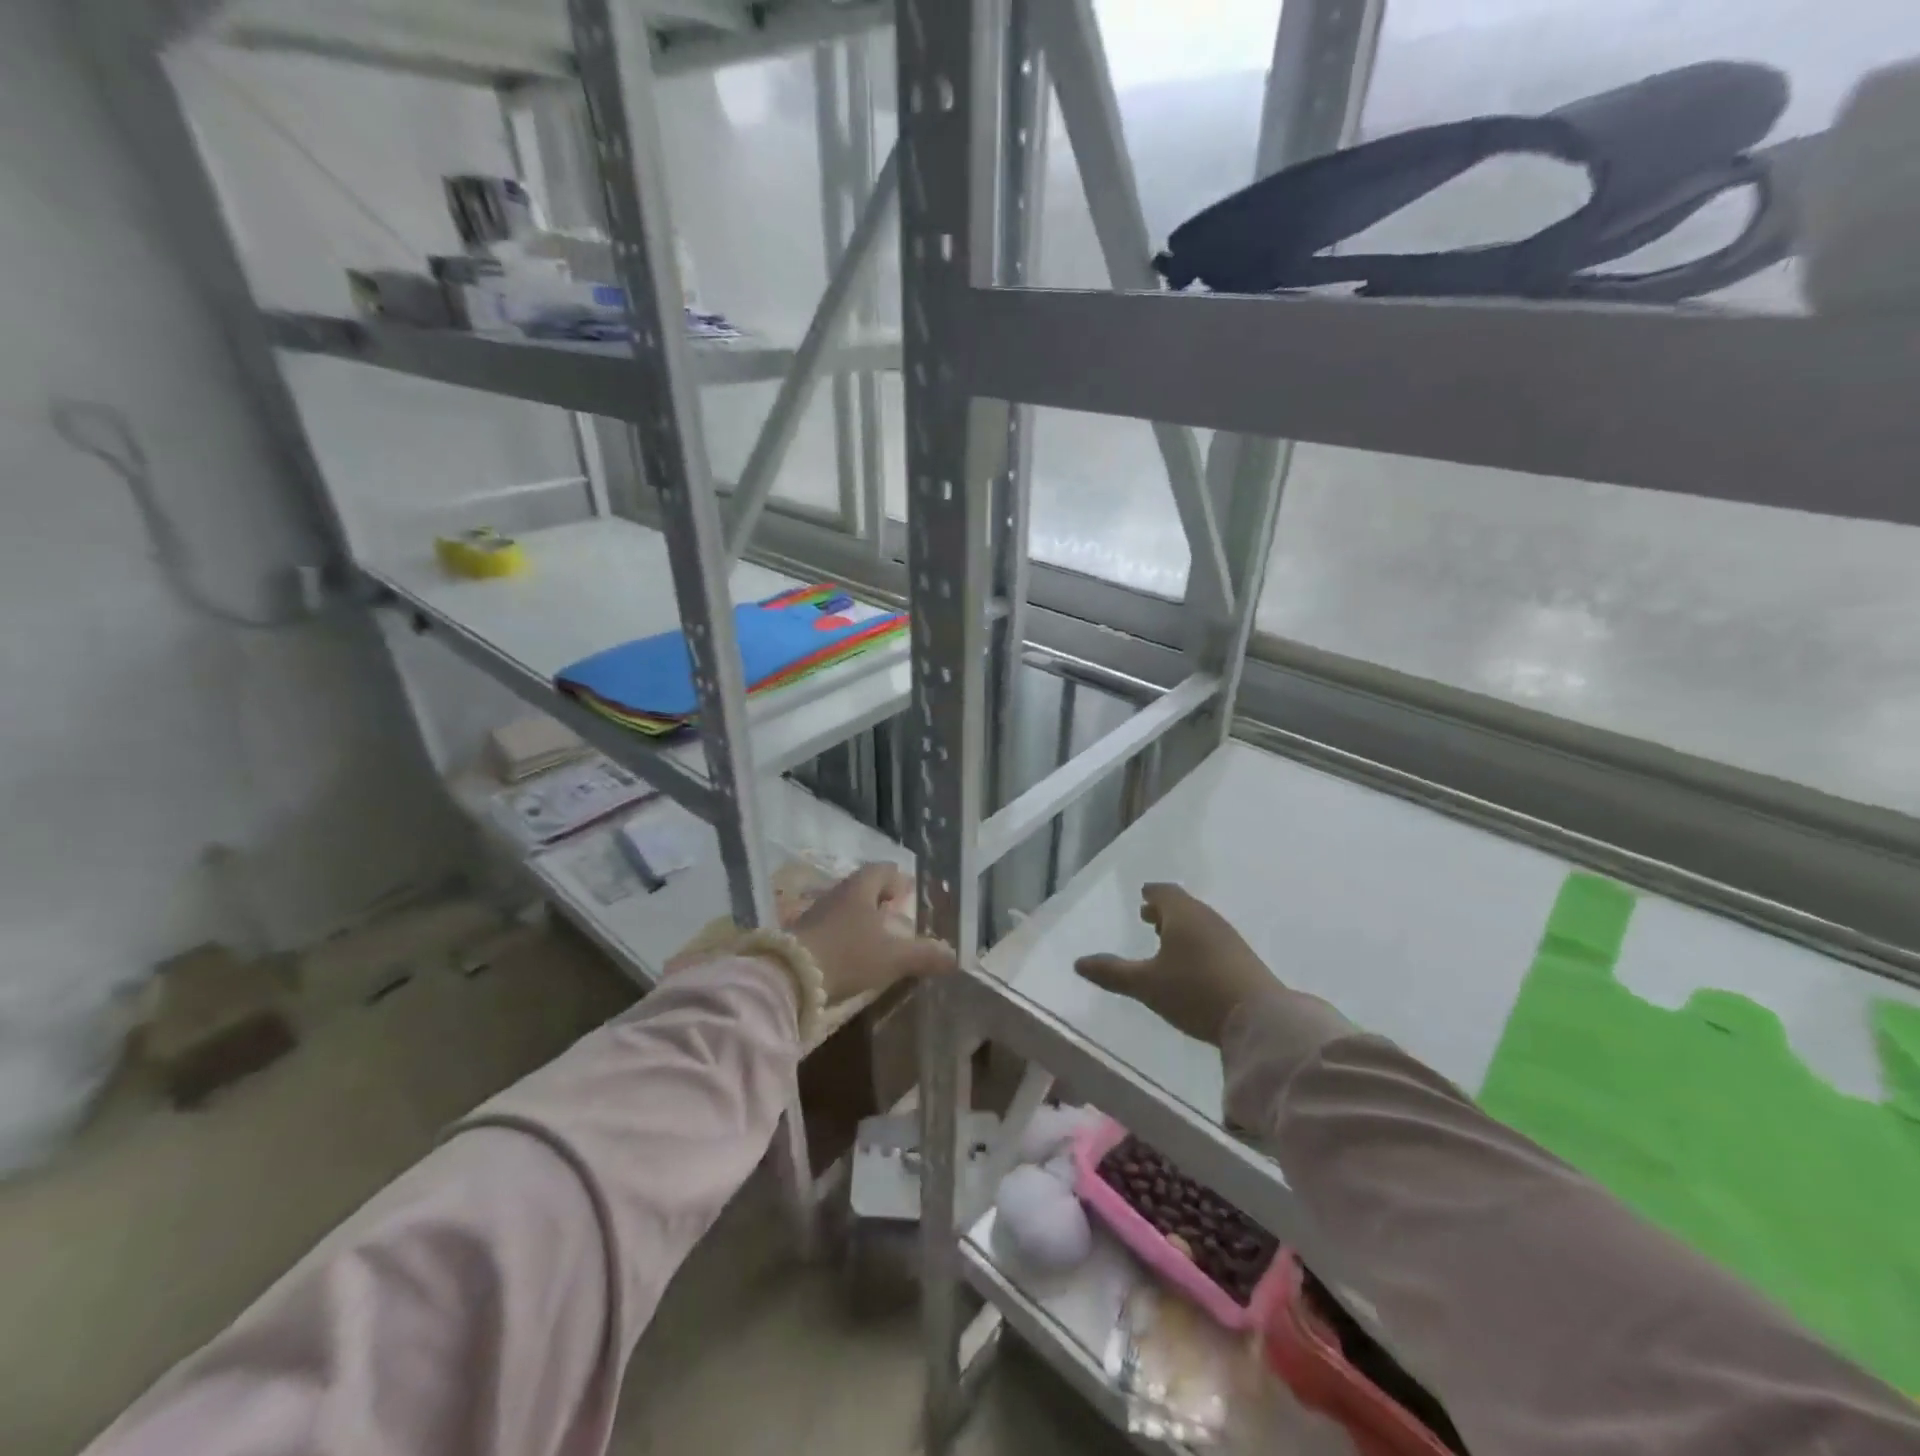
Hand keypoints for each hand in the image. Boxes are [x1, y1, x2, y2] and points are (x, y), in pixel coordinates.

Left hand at [790, 863, 955, 1002]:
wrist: (788, 976)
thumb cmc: (848, 955)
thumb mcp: (893, 958)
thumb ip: (924, 955)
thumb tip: (954, 956)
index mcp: (861, 888)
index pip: (882, 870)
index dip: (898, 879)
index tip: (908, 893)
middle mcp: (837, 894)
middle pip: (863, 887)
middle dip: (880, 899)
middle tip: (896, 916)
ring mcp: (816, 913)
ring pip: (845, 907)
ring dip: (861, 918)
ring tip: (877, 938)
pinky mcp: (802, 935)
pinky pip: (831, 926)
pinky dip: (845, 934)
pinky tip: (852, 955)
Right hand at [1074, 883, 1277, 1044]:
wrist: (1259, 1018)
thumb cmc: (1194, 991)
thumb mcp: (1145, 985)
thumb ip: (1112, 973)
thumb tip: (1078, 963)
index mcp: (1182, 915)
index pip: (1164, 892)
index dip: (1151, 893)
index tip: (1143, 895)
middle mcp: (1207, 919)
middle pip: (1183, 906)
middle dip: (1164, 911)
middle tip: (1148, 917)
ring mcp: (1229, 938)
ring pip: (1200, 923)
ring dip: (1181, 928)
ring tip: (1166, 941)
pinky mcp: (1243, 959)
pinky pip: (1213, 940)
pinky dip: (1197, 943)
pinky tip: (1192, 965)